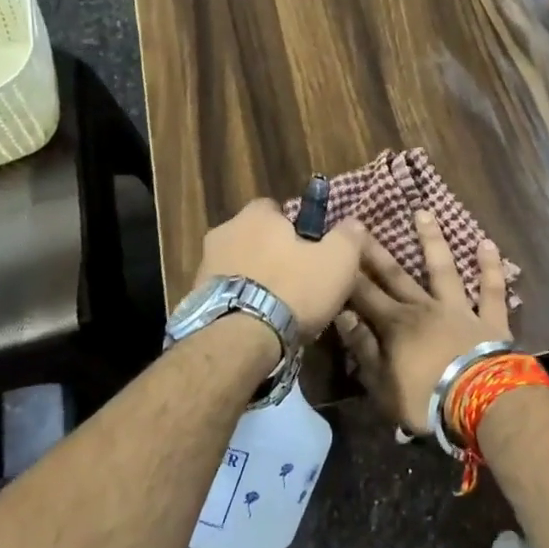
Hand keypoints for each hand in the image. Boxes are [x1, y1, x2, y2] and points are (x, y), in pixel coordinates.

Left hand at [192, 198, 367, 339]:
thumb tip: (353, 224)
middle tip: (297, 279)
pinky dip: (240, 301)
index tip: (310, 249)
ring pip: (239, 265)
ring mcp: (205, 265)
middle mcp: (224, 231)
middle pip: (255, 237)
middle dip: (272, 253)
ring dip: (254, 278)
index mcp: (256, 215)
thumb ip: (348, 237)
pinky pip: (226, 292)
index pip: (276, 208)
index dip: (295, 227)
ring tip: (277, 307)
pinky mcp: (195, 298)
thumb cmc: (292, 289)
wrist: (239, 339)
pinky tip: (257, 322)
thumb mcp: (337, 261)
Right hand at [336, 211, 511, 432]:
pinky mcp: (490, 319)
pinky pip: (491, 290)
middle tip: (361, 224)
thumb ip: (363, 348)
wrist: (480, 402)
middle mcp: (425, 308)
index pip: (364, 294)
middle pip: (396, 275)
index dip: (348, 273)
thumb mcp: (382, 384)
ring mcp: (459, 309)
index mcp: (396, 326)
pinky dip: (490, 267)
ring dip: (433, 241)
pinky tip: (487, 243)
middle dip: (376, 251)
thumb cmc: (425, 400)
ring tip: (424, 213)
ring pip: (443, 269)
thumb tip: (344, 315)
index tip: (336, 247)